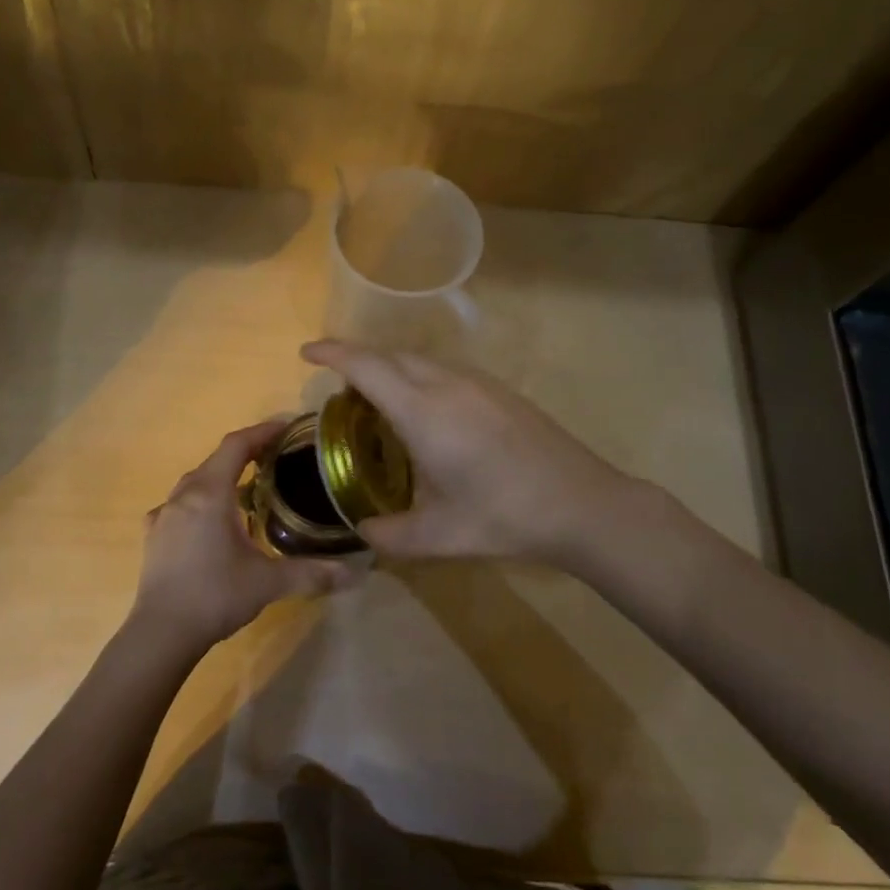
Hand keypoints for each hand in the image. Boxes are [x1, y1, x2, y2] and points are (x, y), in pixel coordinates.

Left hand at [128, 420, 350, 654]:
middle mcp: (183, 496)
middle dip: (245, 454)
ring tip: (247, 492)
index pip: (236, 445)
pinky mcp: (153, 536)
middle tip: (275, 460)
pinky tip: (210, 525)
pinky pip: (179, 506)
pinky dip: (200, 504)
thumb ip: (313, 572)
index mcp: (210, 494)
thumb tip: (355, 573)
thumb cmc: (215, 596)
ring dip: (221, 479)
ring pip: (195, 483)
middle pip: (215, 461)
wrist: (161, 633)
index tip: (286, 427)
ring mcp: (163, 515)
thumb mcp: (269, 583)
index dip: (262, 431)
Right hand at [301, 339, 648, 567]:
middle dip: (356, 360)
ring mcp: (479, 384)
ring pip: (420, 361)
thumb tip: (362, 532)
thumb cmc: (504, 517)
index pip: (366, 367)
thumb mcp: (438, 536)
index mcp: (424, 412)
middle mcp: (448, 385)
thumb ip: (389, 534)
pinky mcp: (500, 392)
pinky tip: (422, 412)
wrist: (583, 504)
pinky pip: (444, 371)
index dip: (333, 354)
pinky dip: (416, 378)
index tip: (306, 353)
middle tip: (335, 386)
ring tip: (373, 400)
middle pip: (391, 356)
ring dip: (389, 369)